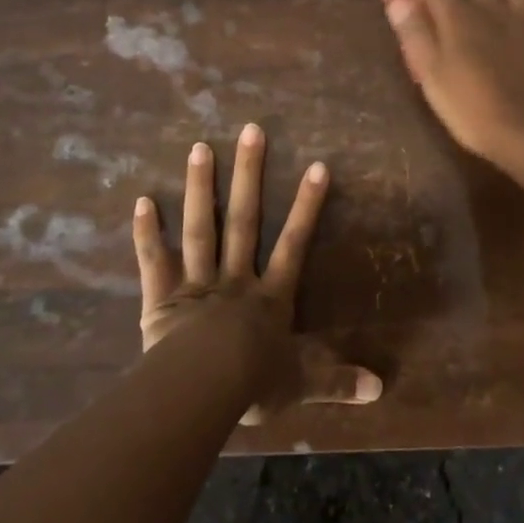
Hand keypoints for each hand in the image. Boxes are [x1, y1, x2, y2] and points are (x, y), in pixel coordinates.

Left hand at [135, 124, 382, 424]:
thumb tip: (381, 390)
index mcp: (269, 297)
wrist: (202, 391)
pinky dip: (147, 232)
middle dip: (249, 175)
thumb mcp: (301, 383)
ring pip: (200, 227)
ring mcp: (196, 283)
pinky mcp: (161, 297)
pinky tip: (142, 200)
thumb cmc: (252, 385)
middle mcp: (235, 279)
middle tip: (251, 131)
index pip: (294, 243)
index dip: (306, 206)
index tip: (317, 166)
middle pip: (244, 219)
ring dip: (201, 187)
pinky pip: (154, 260)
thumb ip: (338, 382)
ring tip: (200, 147)